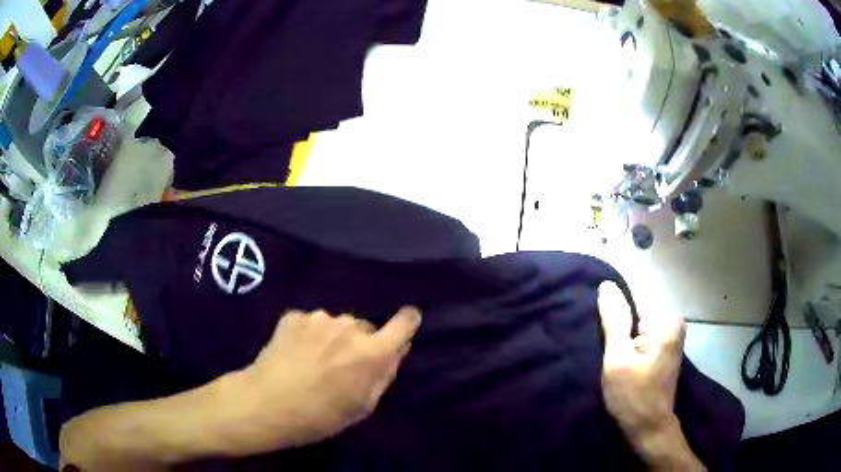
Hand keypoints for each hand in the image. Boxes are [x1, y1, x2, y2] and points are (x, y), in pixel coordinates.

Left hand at [229, 307, 421, 451]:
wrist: (265, 404)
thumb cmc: (319, 416)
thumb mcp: (362, 406)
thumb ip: (385, 374)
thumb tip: (398, 349)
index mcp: (371, 352)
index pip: (403, 323)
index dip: (407, 321)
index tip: (406, 322)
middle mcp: (349, 327)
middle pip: (364, 328)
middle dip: (360, 342)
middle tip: (342, 366)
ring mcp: (319, 318)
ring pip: (337, 324)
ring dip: (333, 338)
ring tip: (314, 361)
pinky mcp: (294, 316)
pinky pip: (311, 323)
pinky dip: (308, 335)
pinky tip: (295, 354)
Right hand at [598, 282, 683, 435]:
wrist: (647, 429)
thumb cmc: (632, 397)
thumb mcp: (617, 359)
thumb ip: (614, 321)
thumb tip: (606, 285)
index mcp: (666, 321)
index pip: (632, 300)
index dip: (612, 313)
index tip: (598, 330)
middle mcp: (673, 324)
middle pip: (636, 314)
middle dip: (618, 328)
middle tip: (605, 350)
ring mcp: (671, 337)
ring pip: (637, 327)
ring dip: (622, 338)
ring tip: (610, 356)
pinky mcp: (665, 350)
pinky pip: (642, 337)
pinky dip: (629, 346)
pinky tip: (619, 359)